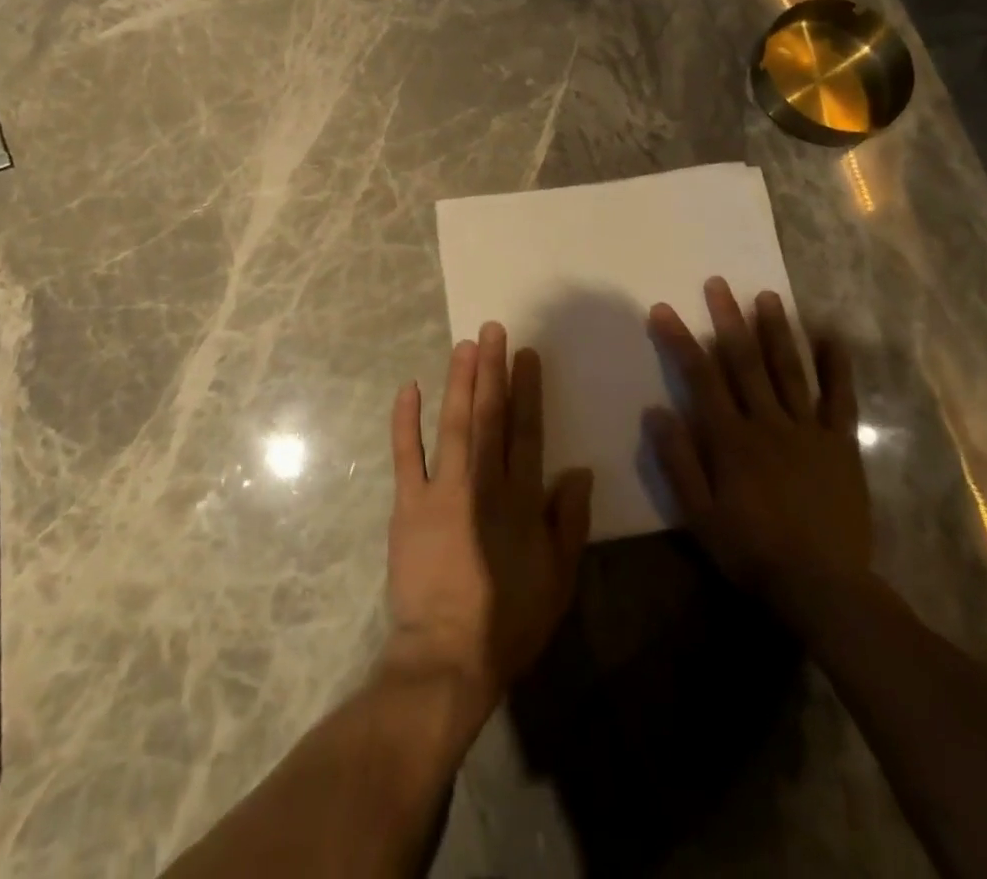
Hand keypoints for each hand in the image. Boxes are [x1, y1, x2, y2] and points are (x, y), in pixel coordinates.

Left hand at [384, 324, 593, 720]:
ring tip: (464, 345)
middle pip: (489, 415)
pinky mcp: (408, 504)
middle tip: (492, 330)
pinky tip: (409, 387)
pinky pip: (405, 454)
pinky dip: (406, 420)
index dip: (528, 389)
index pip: (527, 430)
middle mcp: (483, 482)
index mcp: (521, 499)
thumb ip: (570, 522)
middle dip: (492, 369)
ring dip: (458, 382)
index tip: (526, 354)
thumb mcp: (559, 579)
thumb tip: (580, 470)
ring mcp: (442, 489)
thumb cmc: (509, 620)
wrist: (447, 656)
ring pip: (452, 423)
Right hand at [644, 278, 869, 620]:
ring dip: (776, 331)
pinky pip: (839, 399)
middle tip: (718, 283)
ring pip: (789, 370)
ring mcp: (807, 431)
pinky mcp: (840, 445)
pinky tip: (831, 337)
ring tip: (767, 296)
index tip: (663, 309)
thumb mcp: (698, 514)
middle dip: (727, 319)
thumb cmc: (751, 551)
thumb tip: (655, 411)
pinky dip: (837, 367)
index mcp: (730, 438)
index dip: (680, 340)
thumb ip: (678, 461)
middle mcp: (767, 423)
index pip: (699, 377)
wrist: (824, 588)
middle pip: (744, 362)